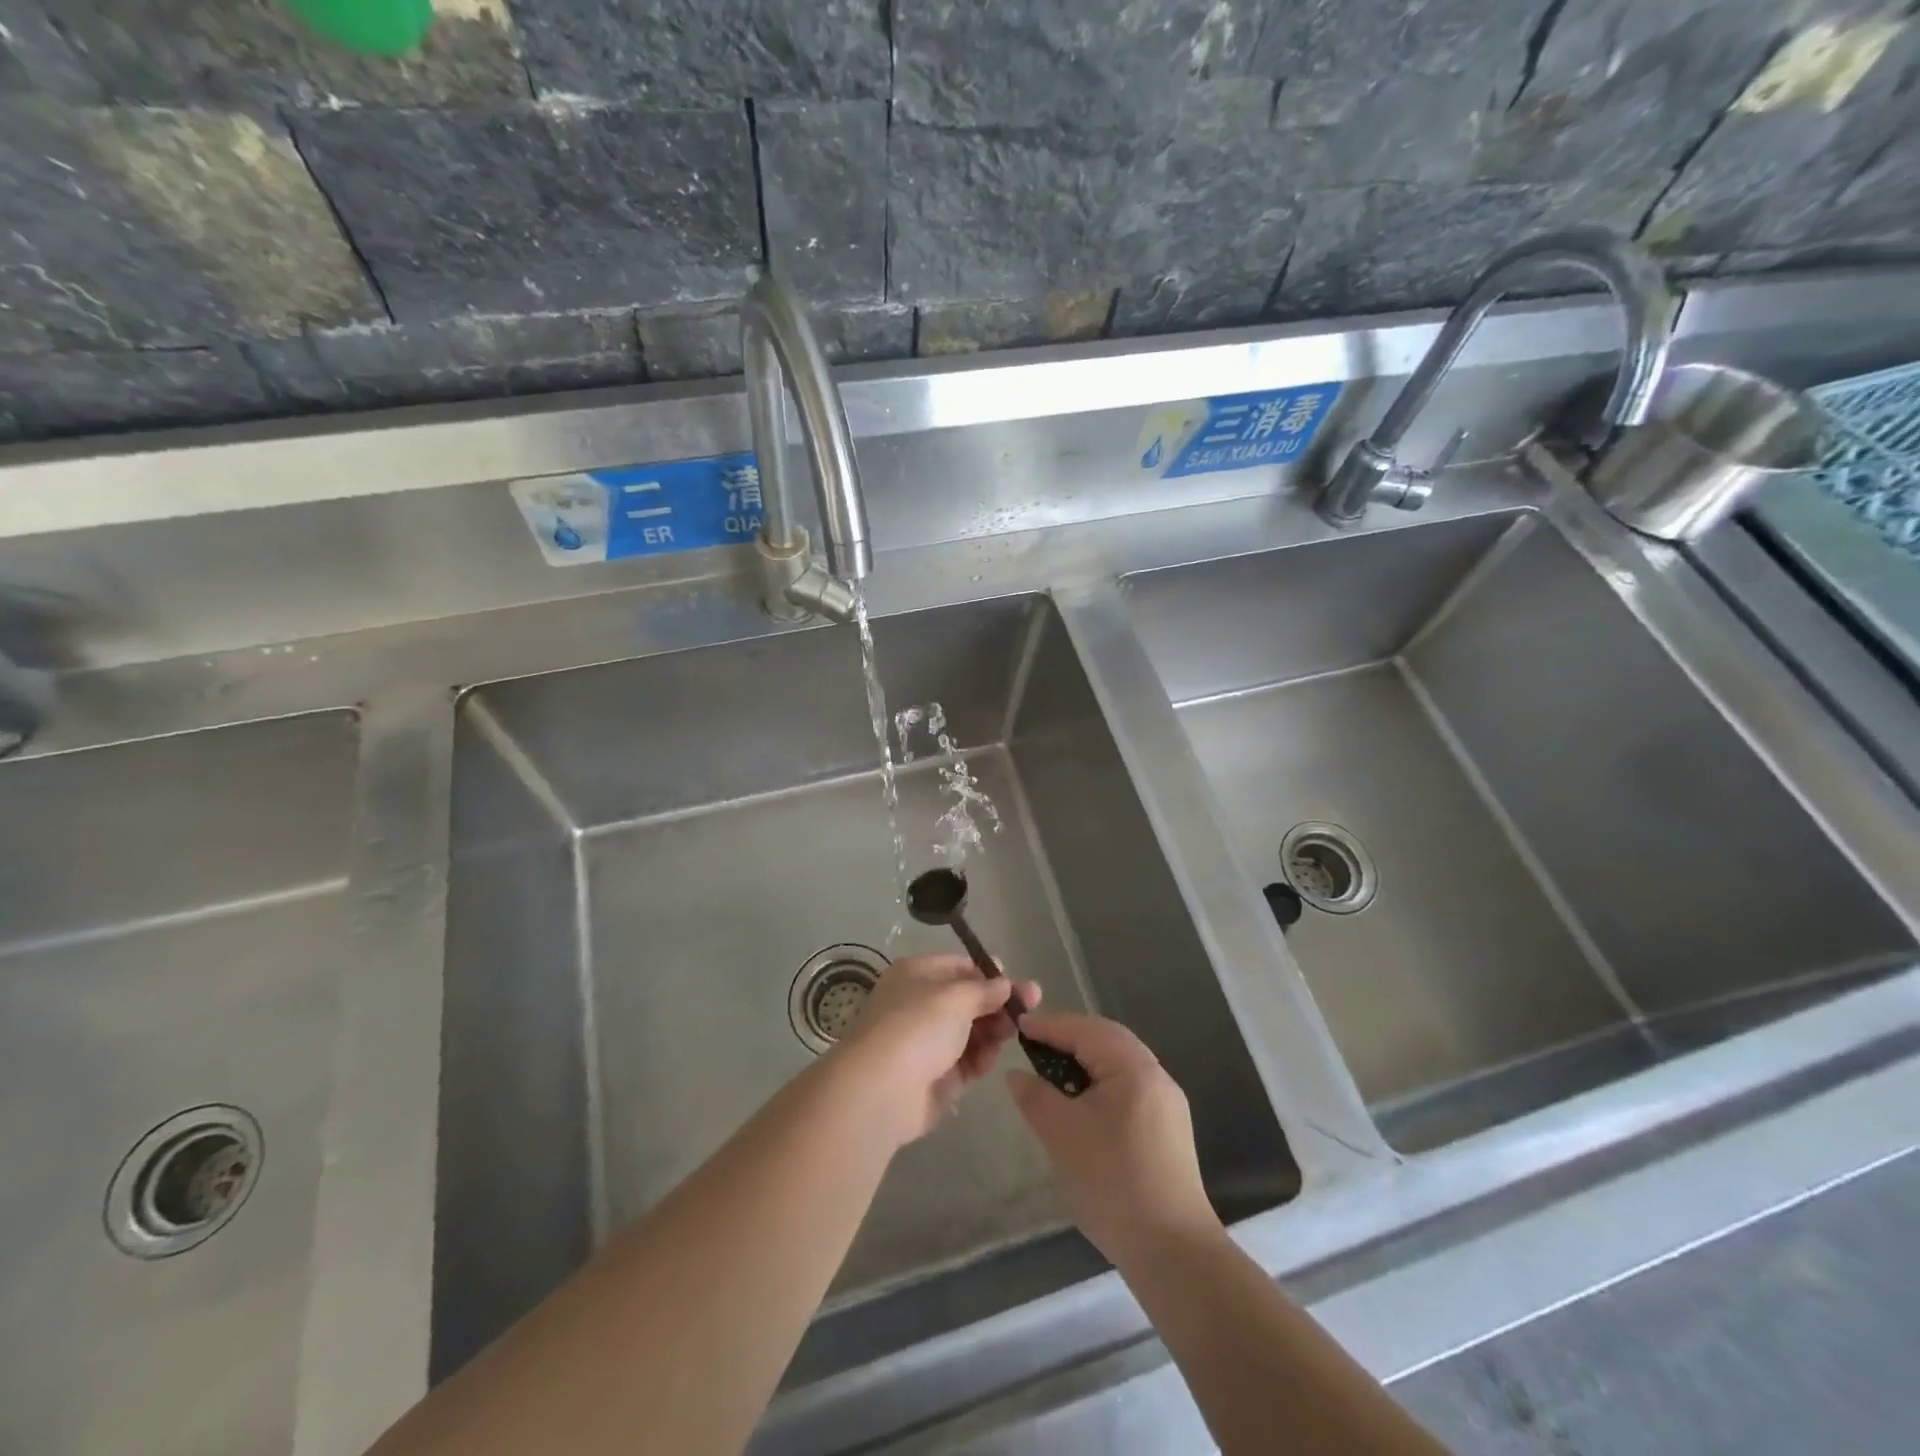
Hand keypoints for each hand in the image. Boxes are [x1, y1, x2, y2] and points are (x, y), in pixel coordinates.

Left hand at [837, 954, 1042, 1145]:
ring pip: (971, 1031)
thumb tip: (1006, 984)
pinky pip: (967, 1062)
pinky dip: (981, 1058)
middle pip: (968, 1000)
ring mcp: (927, 1042)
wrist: (882, 1090)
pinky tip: (991, 1057)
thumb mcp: (956, 997)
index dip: (988, 974)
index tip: (1017, 982)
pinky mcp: (936, 1077)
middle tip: (1031, 1008)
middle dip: (999, 1004)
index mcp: (916, 975)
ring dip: (994, 1031)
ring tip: (1014, 1033)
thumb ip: (986, 990)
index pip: (959, 967)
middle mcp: (920, 1004)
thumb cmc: (917, 1026)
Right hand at [1007, 1013, 1220, 1265]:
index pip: (1086, 1030)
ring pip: (1121, 1063)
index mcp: (1134, 1067)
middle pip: (1108, 1039)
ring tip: (1054, 1070)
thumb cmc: (1111, 1181)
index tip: (1018, 1025)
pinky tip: (1083, 1102)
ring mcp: (1167, 1103)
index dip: (1050, 1026)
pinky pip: (1129, 1086)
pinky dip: (1102, 1081)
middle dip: (1070, 1036)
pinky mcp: (1169, 1129)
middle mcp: (1156, 1075)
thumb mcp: (1062, 1134)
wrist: (1171, 1250)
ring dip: (1087, 1059)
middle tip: (1035, 1042)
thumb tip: (1017, 1075)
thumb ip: (1036, 1097)